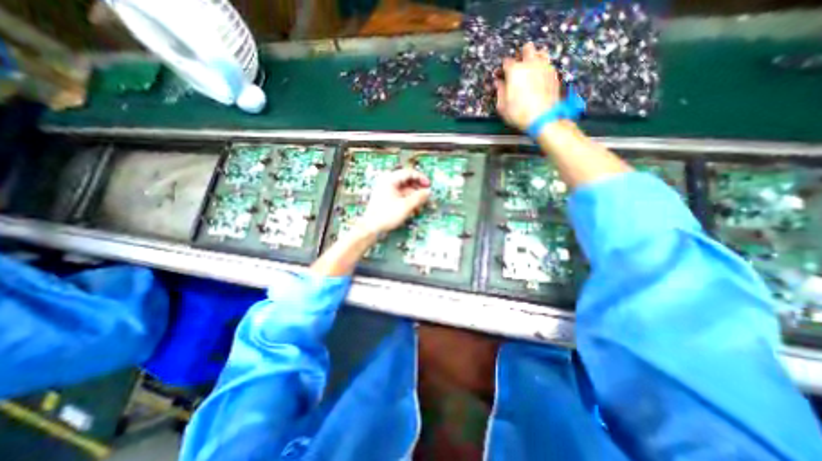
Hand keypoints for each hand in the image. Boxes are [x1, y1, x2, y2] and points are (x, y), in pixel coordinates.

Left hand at [357, 167, 429, 235]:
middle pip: (407, 181)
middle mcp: (387, 182)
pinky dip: (408, 201)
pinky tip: (413, 210)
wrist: (371, 228)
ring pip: (405, 190)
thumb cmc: (386, 215)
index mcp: (390, 179)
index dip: (421, 178)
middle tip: (426, 196)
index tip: (429, 185)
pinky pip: (400, 196)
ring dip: (414, 197)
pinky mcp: (387, 198)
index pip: (409, 173)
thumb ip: (418, 197)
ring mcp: (386, 190)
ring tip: (420, 207)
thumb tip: (428, 192)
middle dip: (418, 190)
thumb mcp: (405, 206)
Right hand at [491, 41, 562, 131]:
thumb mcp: (502, 106)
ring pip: (541, 51)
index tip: (501, 74)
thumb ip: (500, 92)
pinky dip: (543, 67)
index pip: (506, 61)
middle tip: (518, 65)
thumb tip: (499, 84)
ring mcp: (544, 67)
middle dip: (521, 55)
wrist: (542, 117)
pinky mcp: (553, 73)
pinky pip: (548, 63)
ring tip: (531, 67)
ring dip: (535, 57)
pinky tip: (539, 76)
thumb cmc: (521, 113)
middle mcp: (530, 64)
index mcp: (515, 71)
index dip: (502, 68)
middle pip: (527, 48)